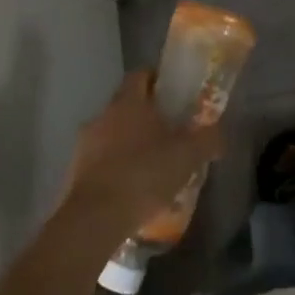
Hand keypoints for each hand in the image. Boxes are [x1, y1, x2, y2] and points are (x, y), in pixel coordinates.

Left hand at [61, 70, 224, 239]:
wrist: (95, 218)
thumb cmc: (144, 175)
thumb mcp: (187, 156)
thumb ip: (207, 140)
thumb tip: (219, 135)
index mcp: (129, 102)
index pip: (140, 75)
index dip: (156, 79)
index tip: (173, 93)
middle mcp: (103, 115)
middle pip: (126, 105)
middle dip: (146, 115)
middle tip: (169, 132)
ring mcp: (84, 144)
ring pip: (112, 134)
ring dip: (129, 143)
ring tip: (151, 164)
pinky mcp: (75, 171)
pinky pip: (100, 160)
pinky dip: (115, 167)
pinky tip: (132, 188)